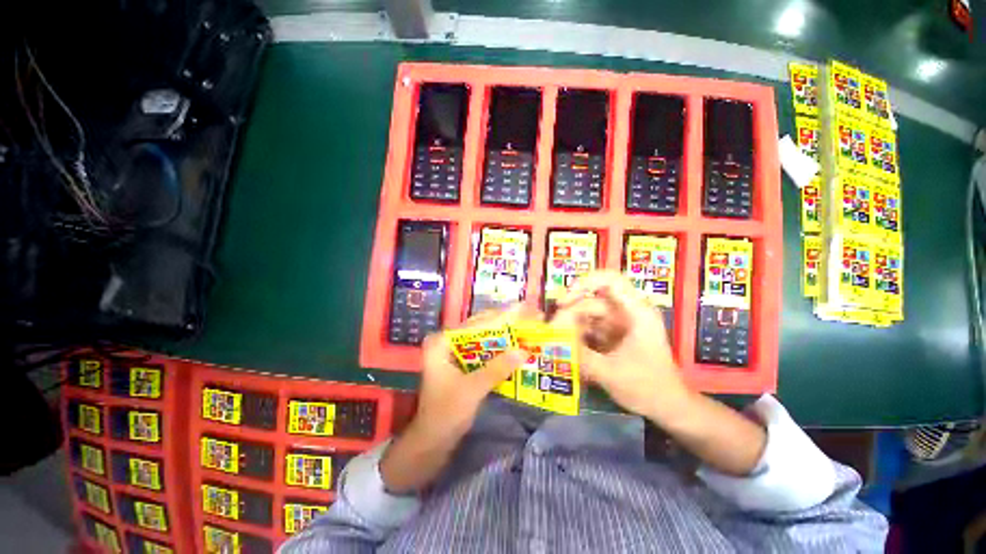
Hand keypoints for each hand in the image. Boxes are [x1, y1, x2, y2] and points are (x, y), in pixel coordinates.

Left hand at [380, 306, 529, 493]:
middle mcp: (447, 341)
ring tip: (527, 327)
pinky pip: (484, 351)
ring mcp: (454, 352)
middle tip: (530, 316)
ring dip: (504, 335)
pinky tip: (515, 346)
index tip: (525, 309)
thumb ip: (497, 369)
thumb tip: (524, 351)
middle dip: (506, 323)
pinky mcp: (462, 363)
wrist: (432, 443)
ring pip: (484, 338)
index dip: (502, 316)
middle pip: (480, 327)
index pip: (477, 323)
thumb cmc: (446, 414)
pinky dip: (499, 349)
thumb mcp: (472, 390)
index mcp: (442, 341)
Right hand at [552, 271, 689, 420]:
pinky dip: (578, 333)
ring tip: (557, 338)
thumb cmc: (646, 387)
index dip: (585, 283)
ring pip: (589, 313)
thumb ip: (579, 354)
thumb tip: (551, 339)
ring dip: (573, 323)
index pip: (610, 281)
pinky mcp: (614, 334)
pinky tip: (568, 345)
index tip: (565, 299)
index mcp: (636, 313)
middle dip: (571, 310)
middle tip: (553, 327)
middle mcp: (628, 312)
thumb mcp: (609, 373)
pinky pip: (591, 326)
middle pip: (594, 299)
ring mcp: (620, 323)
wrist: (668, 406)